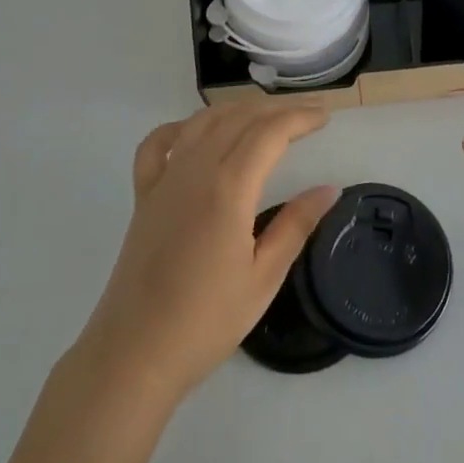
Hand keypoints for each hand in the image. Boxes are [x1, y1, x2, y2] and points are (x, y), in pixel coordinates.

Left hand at [77, 104, 338, 403]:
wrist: (135, 353)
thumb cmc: (206, 321)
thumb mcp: (263, 277)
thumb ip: (296, 225)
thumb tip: (329, 189)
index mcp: (228, 189)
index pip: (269, 133)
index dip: (299, 118)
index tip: (325, 117)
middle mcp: (194, 171)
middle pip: (238, 119)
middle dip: (276, 109)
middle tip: (306, 114)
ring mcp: (164, 180)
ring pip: (202, 122)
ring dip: (237, 110)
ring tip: (265, 115)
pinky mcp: (143, 196)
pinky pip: (158, 145)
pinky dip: (181, 127)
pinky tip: (196, 132)